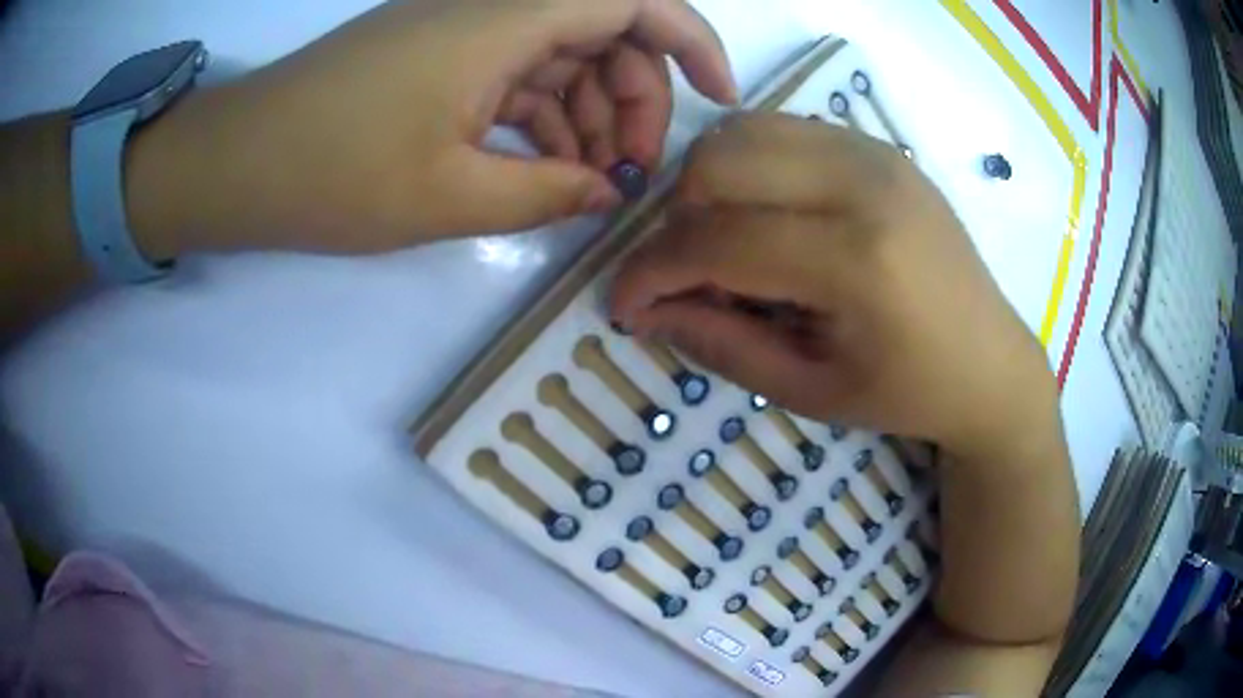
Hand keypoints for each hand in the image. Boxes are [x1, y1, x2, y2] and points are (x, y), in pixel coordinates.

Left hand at [128, 0, 735, 257]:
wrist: (238, 164)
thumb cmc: (330, 175)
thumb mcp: (448, 198)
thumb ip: (544, 195)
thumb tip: (603, 196)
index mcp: (502, 20)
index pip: (631, 0)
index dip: (691, 40)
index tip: (719, 97)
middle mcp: (490, 9)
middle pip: (603, 32)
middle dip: (634, 98)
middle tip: (628, 176)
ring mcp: (461, 31)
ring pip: (561, 56)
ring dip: (587, 115)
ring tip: (585, 186)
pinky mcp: (437, 56)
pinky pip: (515, 73)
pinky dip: (541, 117)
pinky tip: (540, 169)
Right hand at [610, 114, 1056, 456]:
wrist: (990, 362)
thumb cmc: (907, 392)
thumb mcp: (808, 389)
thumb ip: (719, 343)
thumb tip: (643, 310)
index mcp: (857, 260)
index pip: (718, 239)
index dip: (652, 271)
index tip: (625, 304)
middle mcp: (864, 183)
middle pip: (719, 163)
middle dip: (679, 220)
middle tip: (690, 275)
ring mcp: (875, 153)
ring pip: (744, 131)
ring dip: (712, 186)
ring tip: (730, 244)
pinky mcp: (880, 146)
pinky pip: (784, 130)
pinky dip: (753, 166)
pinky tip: (771, 217)